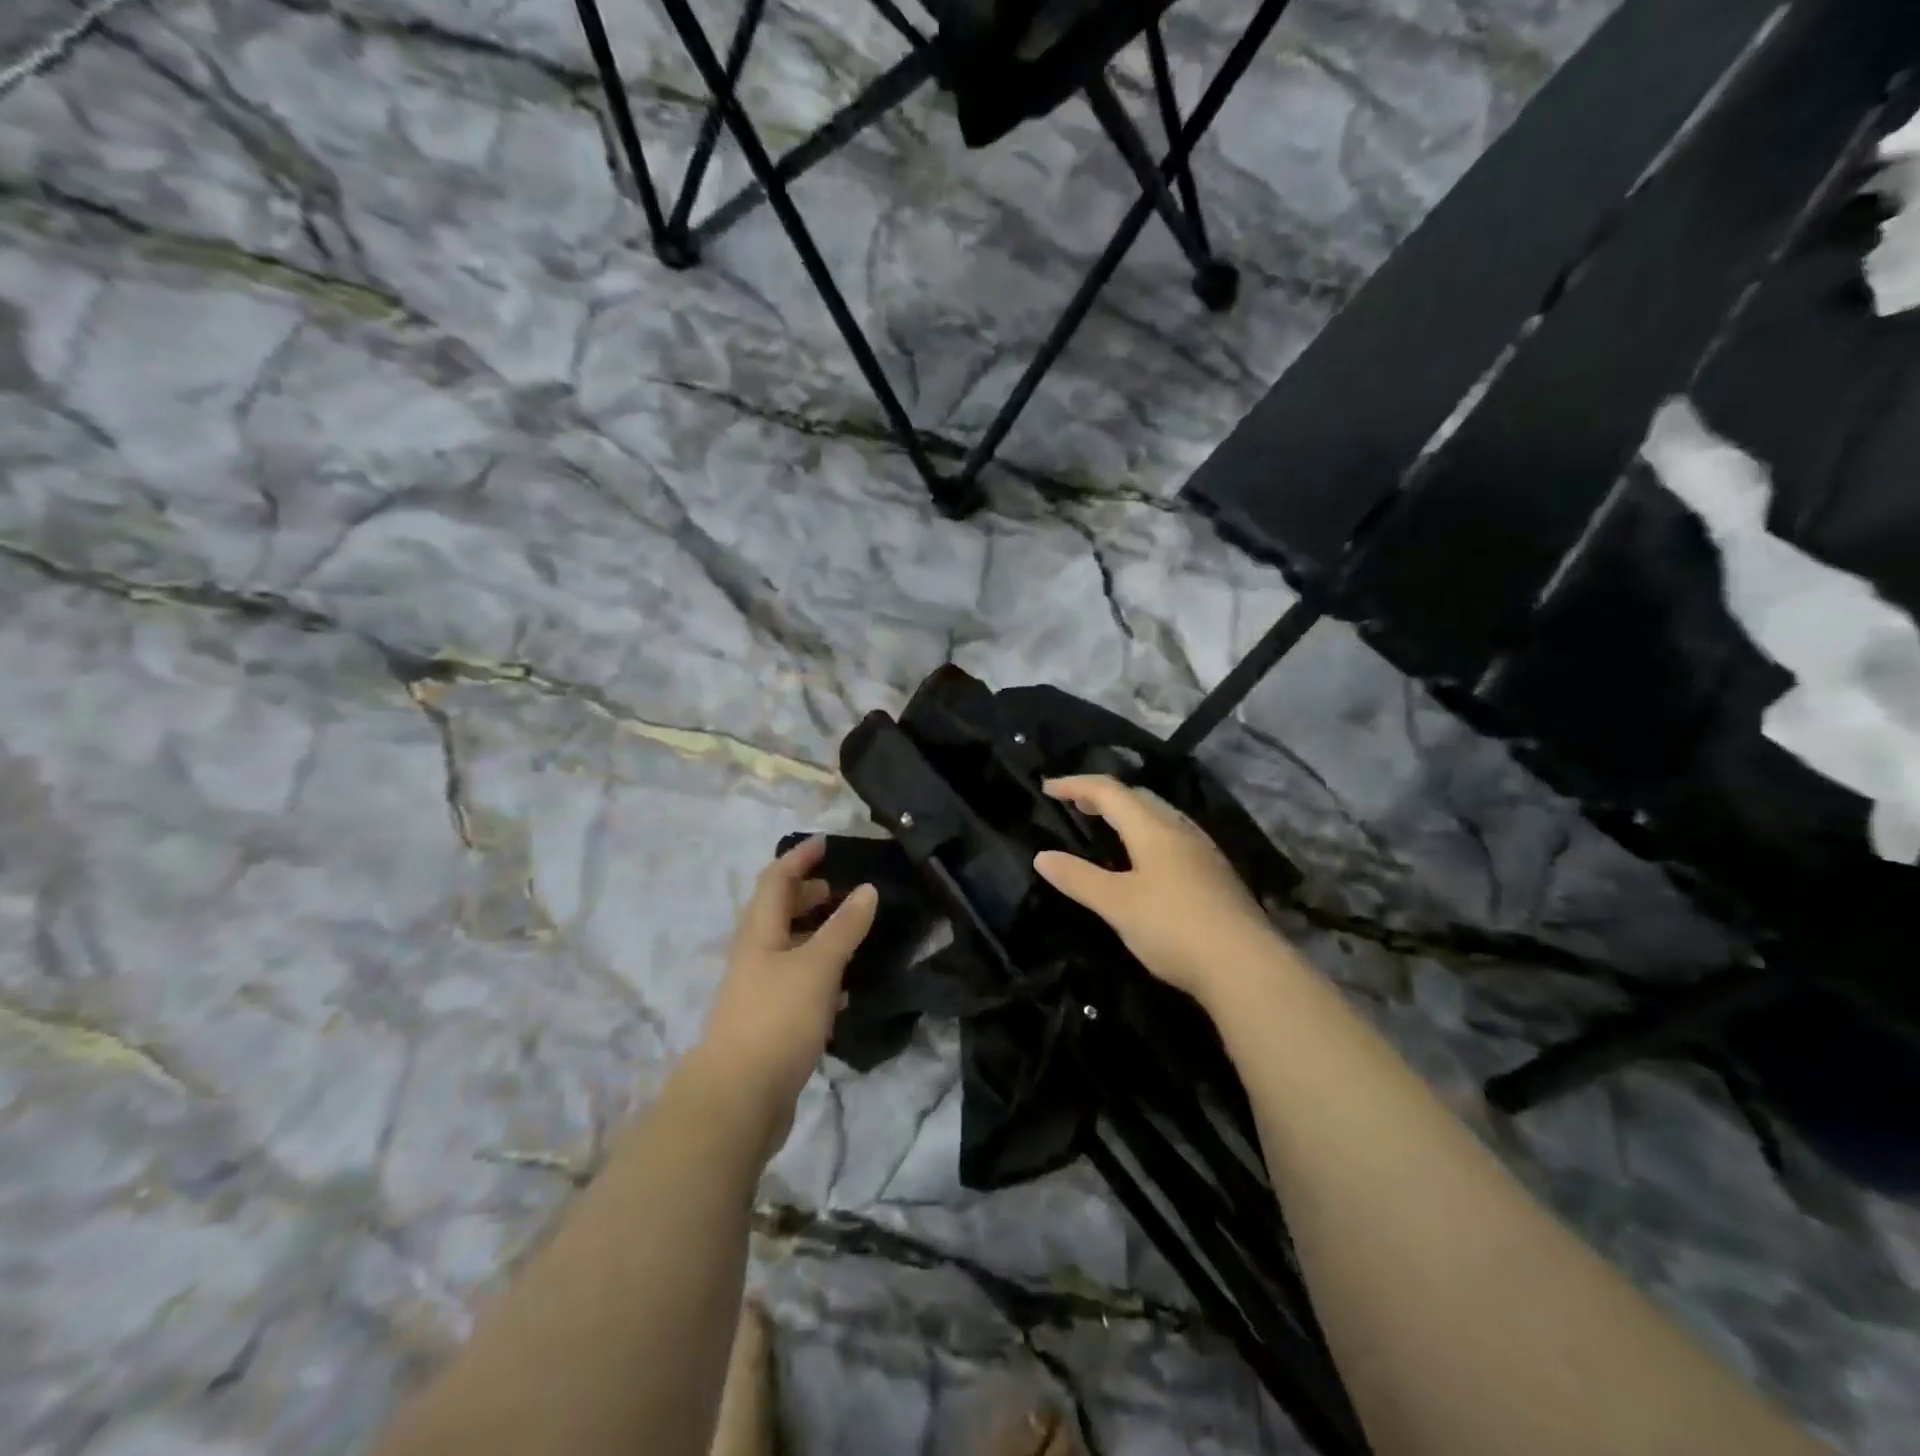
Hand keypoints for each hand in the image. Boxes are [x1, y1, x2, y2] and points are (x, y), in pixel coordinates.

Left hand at [696, 837, 877, 1149]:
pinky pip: (797, 985)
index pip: (775, 881)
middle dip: (807, 896)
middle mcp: (755, 957)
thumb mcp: (817, 966)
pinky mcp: (769, 1024)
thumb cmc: (776, 1019)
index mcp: (759, 934)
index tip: (826, 844)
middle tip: (842, 890)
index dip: (798, 859)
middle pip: (778, 914)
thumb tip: (867, 888)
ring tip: (850, 935)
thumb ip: (844, 928)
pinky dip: (820, 975)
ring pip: (789, 950)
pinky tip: (845, 990)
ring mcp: (759, 993)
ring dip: (816, 935)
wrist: (737, 1101)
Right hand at [1033, 775, 1283, 1007]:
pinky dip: (1148, 834)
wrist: (1246, 967)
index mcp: (1153, 829)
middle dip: (1104, 795)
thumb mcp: (1116, 904)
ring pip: (1160, 816)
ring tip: (1108, 828)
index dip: (1075, 785)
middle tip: (1076, 806)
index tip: (1047, 788)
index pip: (1108, 791)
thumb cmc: (1173, 928)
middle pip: (1138, 796)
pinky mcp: (1216, 875)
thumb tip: (1042, 856)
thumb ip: (1078, 878)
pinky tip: (1146, 861)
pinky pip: (1174, 837)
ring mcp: (1203, 852)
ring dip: (1129, 813)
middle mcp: (1180, 830)